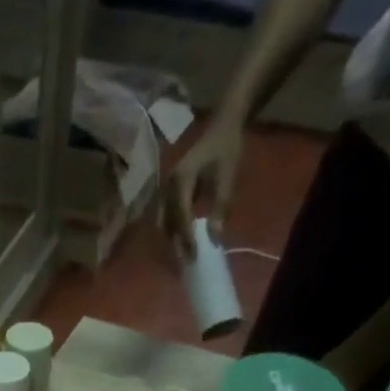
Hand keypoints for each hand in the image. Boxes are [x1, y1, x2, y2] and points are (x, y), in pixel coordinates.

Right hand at [162, 118, 243, 257]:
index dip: (186, 238)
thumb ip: (220, 208)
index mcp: (180, 180)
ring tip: (183, 257)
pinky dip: (173, 232)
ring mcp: (166, 190)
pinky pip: (166, 217)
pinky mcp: (169, 193)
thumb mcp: (227, 178)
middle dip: (175, 244)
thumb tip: (215, 239)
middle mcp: (168, 186)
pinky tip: (182, 243)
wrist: (221, 127)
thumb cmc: (226, 149)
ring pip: (163, 223)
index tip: (194, 256)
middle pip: (166, 223)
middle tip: (186, 263)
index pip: (180, 215)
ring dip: (172, 241)